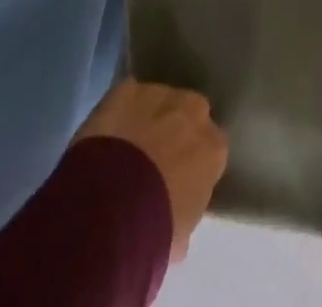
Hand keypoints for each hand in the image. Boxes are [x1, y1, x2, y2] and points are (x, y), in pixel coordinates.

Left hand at [74, 81, 227, 260]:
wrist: (107, 208)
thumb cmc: (152, 229)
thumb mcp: (179, 233)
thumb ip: (187, 209)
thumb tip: (179, 210)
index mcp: (214, 148)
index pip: (211, 150)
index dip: (193, 163)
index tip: (177, 180)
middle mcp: (195, 111)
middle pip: (190, 114)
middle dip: (175, 131)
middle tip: (152, 159)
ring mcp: (162, 93)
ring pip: (160, 100)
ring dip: (149, 118)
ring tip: (126, 145)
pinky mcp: (128, 89)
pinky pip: (128, 95)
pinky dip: (121, 111)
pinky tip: (109, 132)